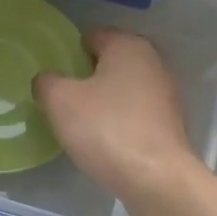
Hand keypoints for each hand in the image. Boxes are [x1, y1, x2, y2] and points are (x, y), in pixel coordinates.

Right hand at [35, 29, 197, 202]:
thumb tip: (47, 80)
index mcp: (128, 46)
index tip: (53, 75)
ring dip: (103, 102)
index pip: (93, 36)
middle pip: (110, 63)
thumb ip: (47, 82)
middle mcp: (153, 62)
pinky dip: (119, 122)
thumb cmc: (106, 129)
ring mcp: (166, 95)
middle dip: (86, 77)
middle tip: (61, 100)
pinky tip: (104, 141)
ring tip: (79, 123)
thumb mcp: (60, 102)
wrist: (156, 179)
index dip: (69, 52)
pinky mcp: (170, 125)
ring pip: (124, 90)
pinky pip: (135, 114)